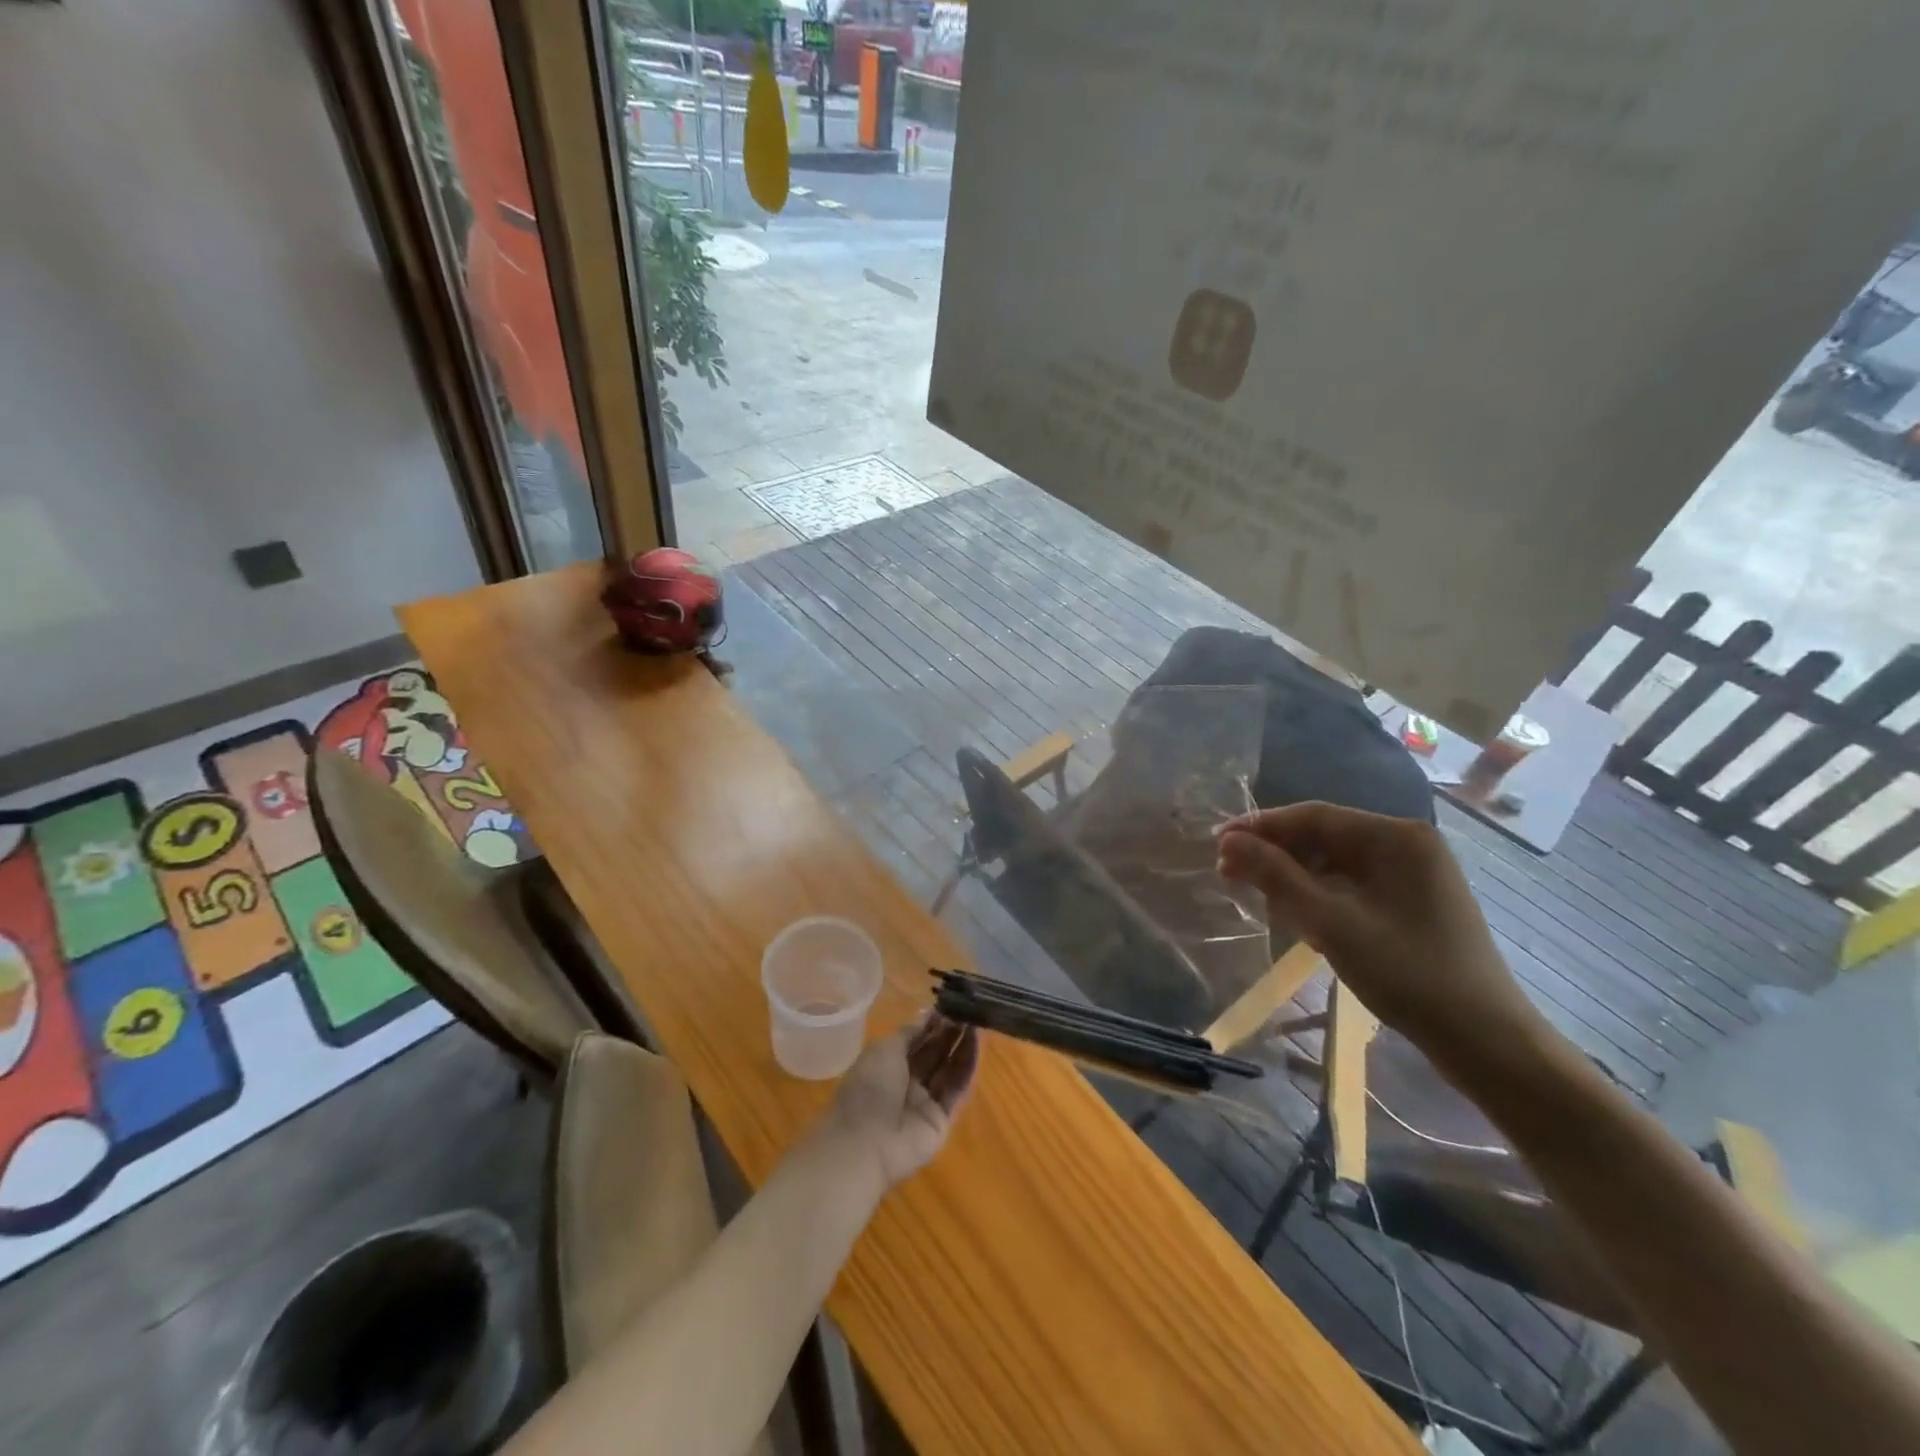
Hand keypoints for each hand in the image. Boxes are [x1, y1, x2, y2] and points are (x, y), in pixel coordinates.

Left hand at [820, 1014, 978, 1191]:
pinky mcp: (942, 1120)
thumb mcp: (884, 1050)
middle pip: (934, 1053)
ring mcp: (925, 1102)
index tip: (951, 1004)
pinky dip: (968, 1067)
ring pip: (949, 1070)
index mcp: (887, 1064)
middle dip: (950, 1032)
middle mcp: (907, 1082)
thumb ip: (909, 1033)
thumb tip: (928, 1014)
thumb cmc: (868, 1088)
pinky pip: (957, 1090)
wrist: (865, 1144)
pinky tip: (978, 1045)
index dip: (932, 1023)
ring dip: (963, 1046)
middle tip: (969, 1010)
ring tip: (978, 1022)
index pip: (915, 1040)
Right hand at [1215, 803, 1543, 1063]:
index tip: (1216, 844)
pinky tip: (1294, 914)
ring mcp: (1413, 874)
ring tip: (1253, 896)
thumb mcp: (1331, 923)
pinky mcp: (1412, 902)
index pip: (1313, 816)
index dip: (1259, 827)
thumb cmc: (1407, 973)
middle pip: (1323, 837)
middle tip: (1227, 875)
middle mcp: (1406, 844)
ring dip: (1292, 877)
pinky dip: (1319, 895)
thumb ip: (1276, 876)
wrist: (1485, 1041)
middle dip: (1274, 854)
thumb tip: (1229, 842)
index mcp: (1395, 836)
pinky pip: (1352, 884)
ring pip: (1335, 862)